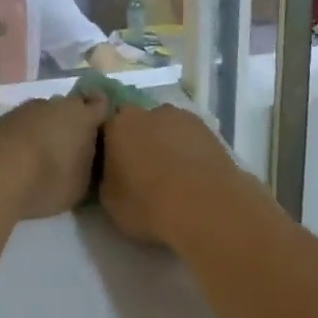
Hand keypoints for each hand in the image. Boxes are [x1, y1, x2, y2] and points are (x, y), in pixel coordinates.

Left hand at [0, 91, 109, 220]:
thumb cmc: (48, 177)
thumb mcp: (80, 184)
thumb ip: (87, 168)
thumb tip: (85, 160)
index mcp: (83, 115)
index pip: (101, 105)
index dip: (102, 115)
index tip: (102, 130)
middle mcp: (56, 104)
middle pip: (70, 108)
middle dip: (72, 123)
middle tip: (73, 148)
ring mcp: (26, 109)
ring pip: (43, 115)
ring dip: (45, 130)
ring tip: (43, 156)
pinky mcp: (0, 120)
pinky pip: (21, 127)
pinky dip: (23, 138)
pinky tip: (19, 158)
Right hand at [97, 104, 251, 247]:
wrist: (205, 206)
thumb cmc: (148, 203)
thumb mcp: (109, 200)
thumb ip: (107, 177)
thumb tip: (113, 171)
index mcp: (120, 123)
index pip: (107, 127)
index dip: (109, 147)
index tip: (113, 167)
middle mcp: (150, 111)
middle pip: (139, 123)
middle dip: (139, 141)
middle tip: (142, 172)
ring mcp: (183, 118)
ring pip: (167, 129)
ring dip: (165, 145)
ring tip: (171, 177)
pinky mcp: (210, 130)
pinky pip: (190, 139)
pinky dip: (188, 152)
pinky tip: (192, 177)